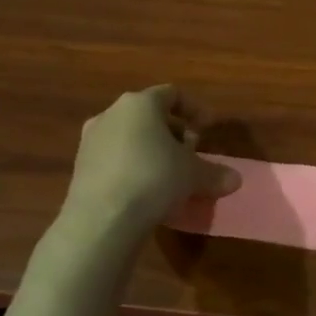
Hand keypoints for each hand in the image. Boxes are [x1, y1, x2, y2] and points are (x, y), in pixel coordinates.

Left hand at [58, 86, 240, 240]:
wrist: (101, 220)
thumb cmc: (154, 179)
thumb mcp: (194, 175)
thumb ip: (216, 173)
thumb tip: (236, 180)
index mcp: (140, 104)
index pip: (173, 94)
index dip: (195, 109)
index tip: (209, 128)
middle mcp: (112, 115)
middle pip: (150, 115)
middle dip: (175, 132)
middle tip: (191, 153)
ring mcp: (91, 141)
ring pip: (130, 137)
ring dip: (153, 150)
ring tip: (170, 174)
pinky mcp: (80, 168)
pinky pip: (115, 158)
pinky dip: (134, 166)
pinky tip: (146, 190)